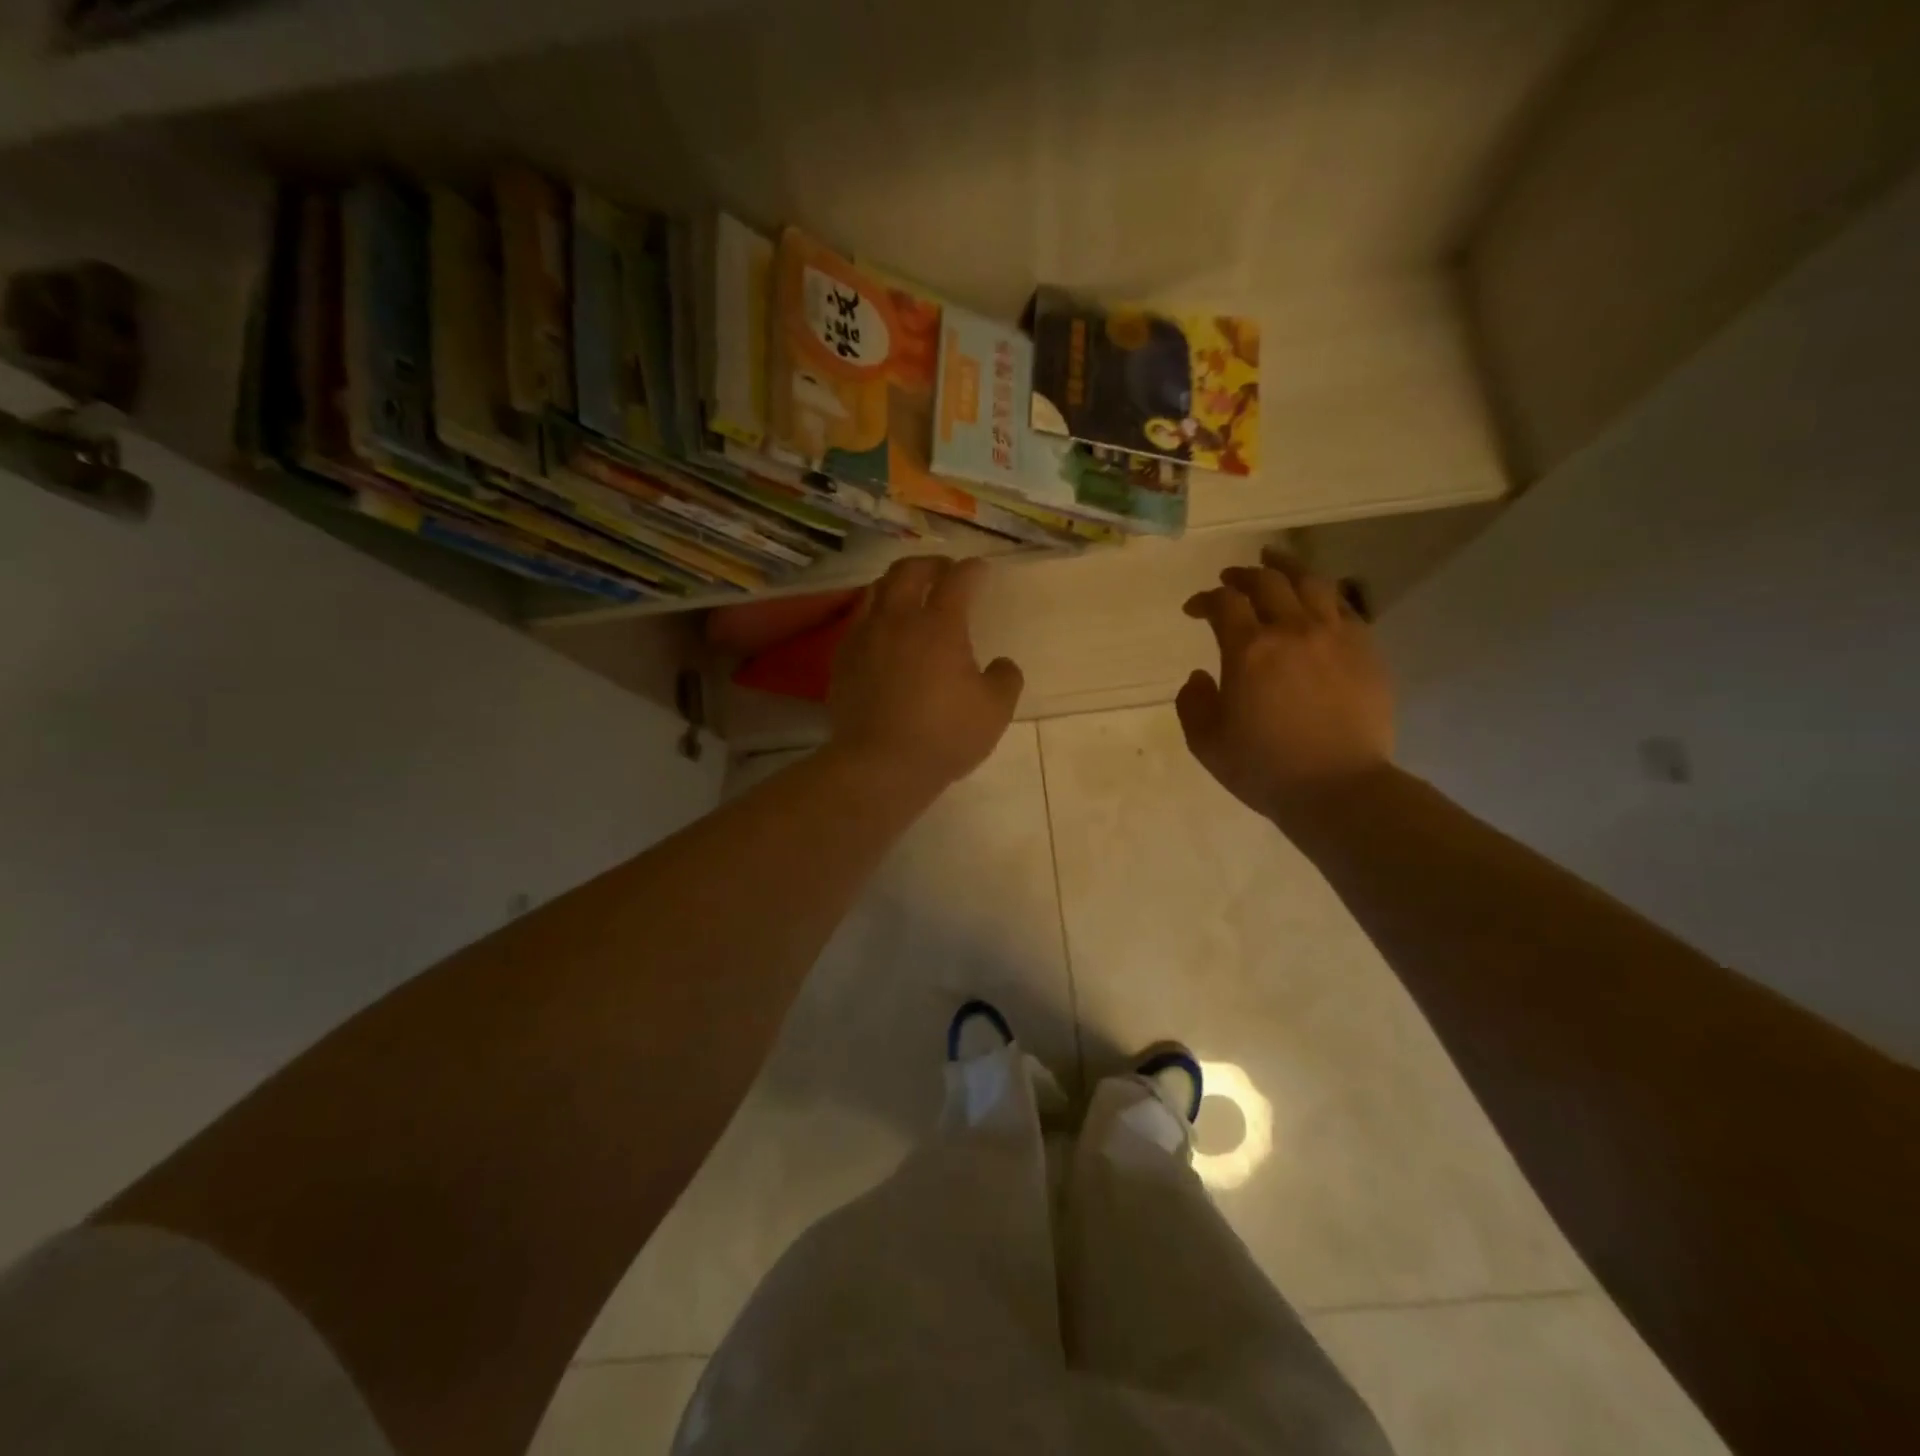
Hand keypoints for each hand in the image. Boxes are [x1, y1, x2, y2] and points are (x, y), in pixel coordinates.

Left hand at [830, 556, 1023, 795]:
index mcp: (939, 625)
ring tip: (909, 594)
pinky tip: (882, 633)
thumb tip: (1001, 664)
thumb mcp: (995, 711)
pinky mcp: (842, 660)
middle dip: (929, 564)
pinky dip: (875, 615)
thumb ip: (1005, 679)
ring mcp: (864, 637)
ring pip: (876, 591)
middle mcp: (897, 620)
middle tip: (943, 571)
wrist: (878, 766)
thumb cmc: (944, 736)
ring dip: (896, 584)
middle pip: (907, 571)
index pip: (957, 580)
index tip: (981, 570)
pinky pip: (858, 622)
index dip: (972, 570)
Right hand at [1178, 547, 1394, 822]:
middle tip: (1229, 579)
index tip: (1194, 609)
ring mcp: (1335, 636)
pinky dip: (1324, 595)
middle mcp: (1292, 630)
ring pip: (1311, 583)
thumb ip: (1193, 703)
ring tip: (1275, 562)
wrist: (1338, 788)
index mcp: (1249, 650)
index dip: (1205, 600)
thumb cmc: (1264, 768)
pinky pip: (1345, 607)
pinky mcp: (1366, 650)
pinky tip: (1317, 600)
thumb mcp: (1206, 742)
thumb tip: (1200, 675)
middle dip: (1242, 575)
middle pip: (1267, 582)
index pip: (1224, 603)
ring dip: (1287, 568)